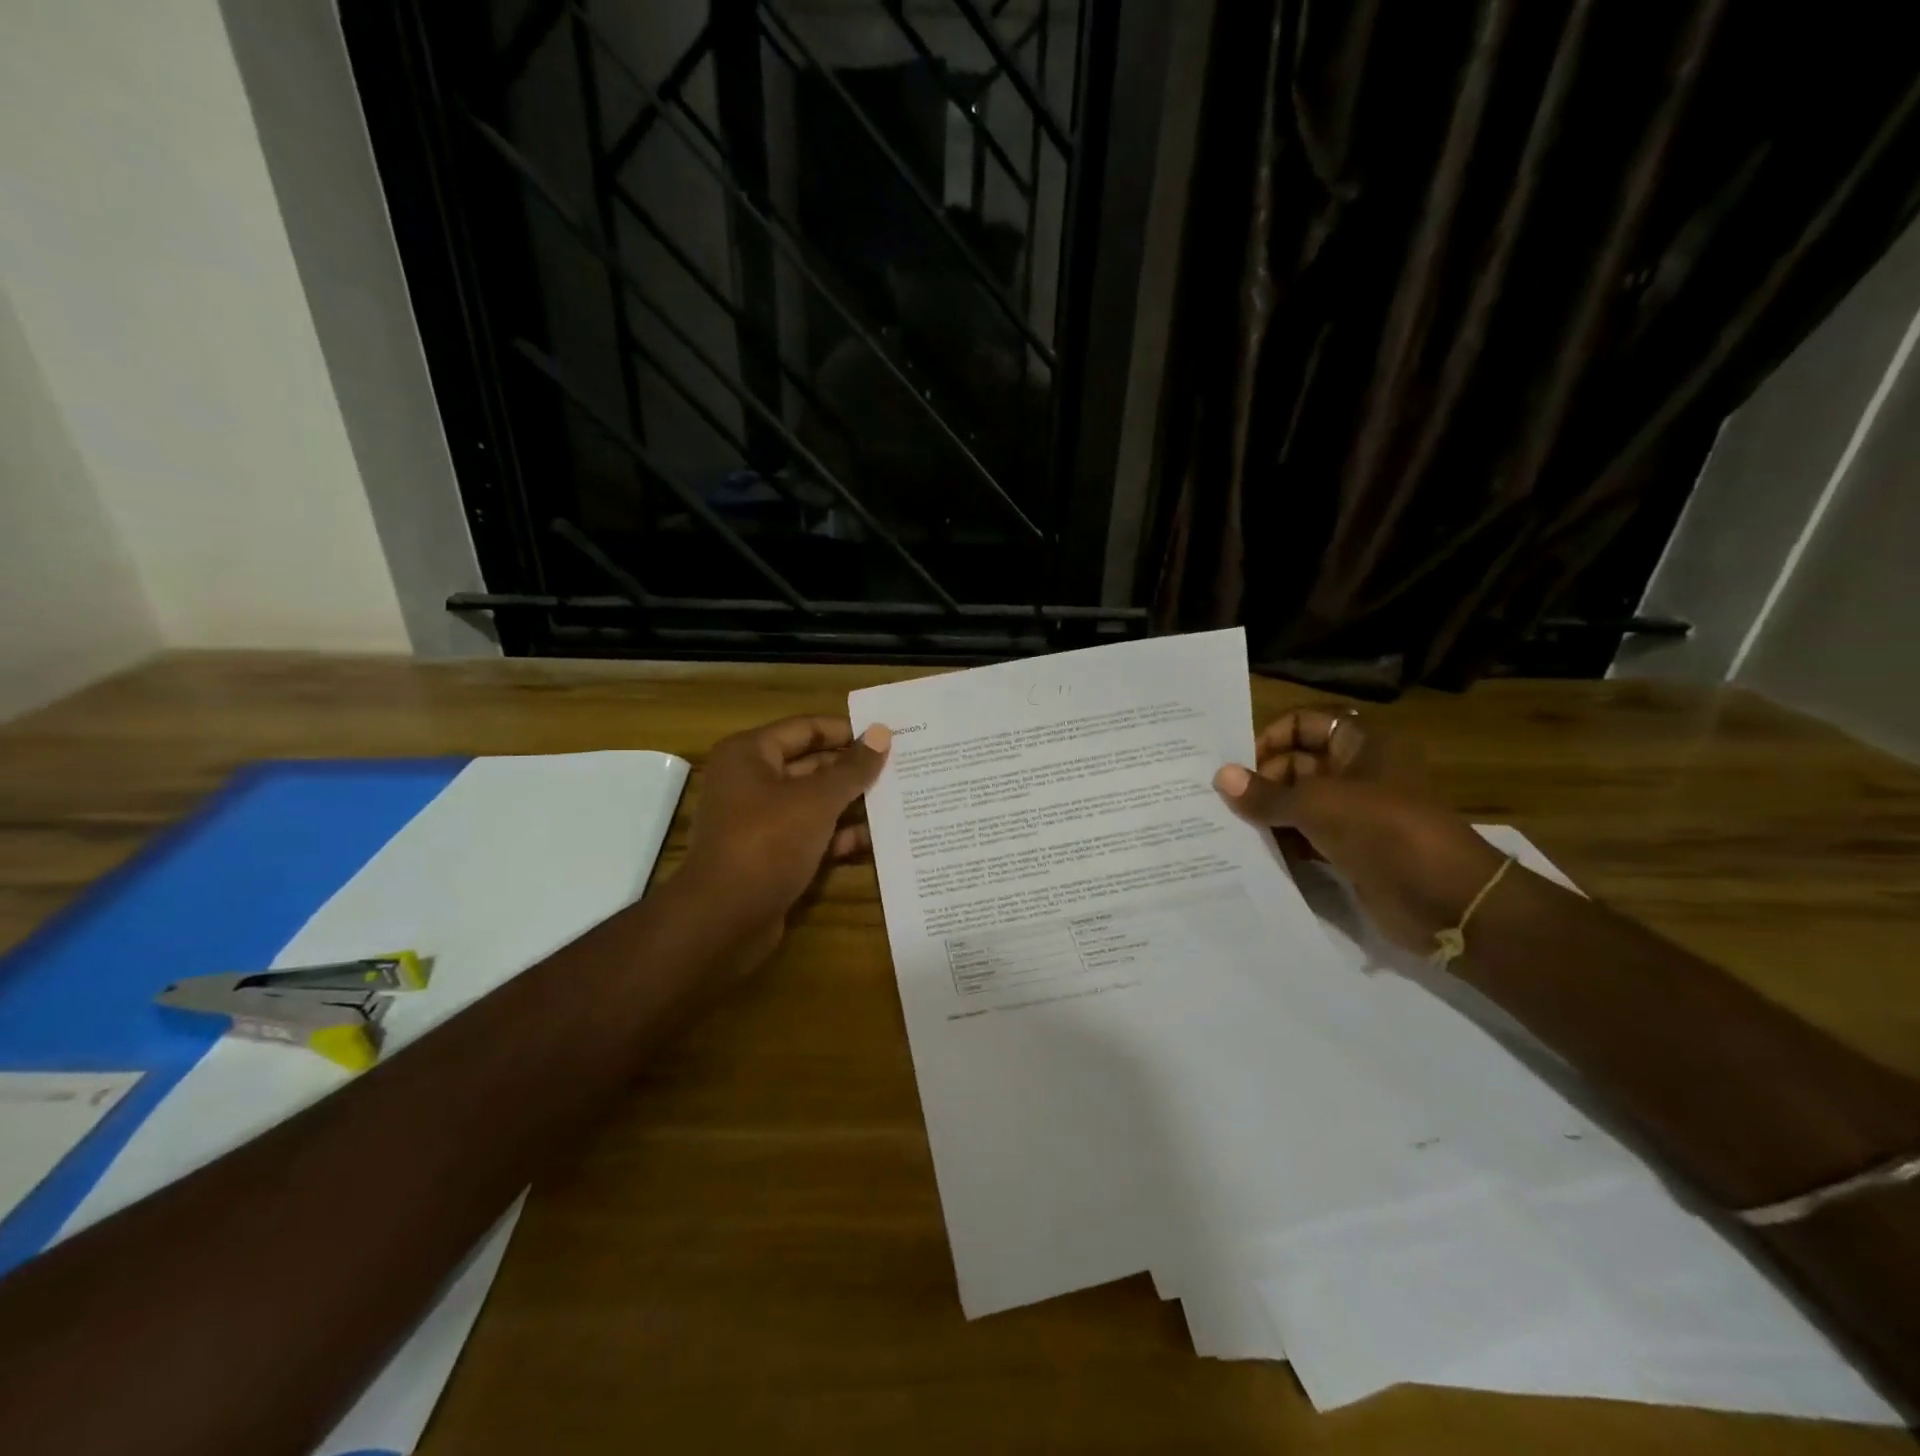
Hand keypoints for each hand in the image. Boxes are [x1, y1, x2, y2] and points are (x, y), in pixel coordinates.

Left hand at [678, 716, 890, 970]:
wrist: (724, 919)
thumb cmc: (767, 842)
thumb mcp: (817, 800)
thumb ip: (853, 768)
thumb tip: (882, 733)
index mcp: (750, 754)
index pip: (806, 728)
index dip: (847, 731)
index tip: (889, 737)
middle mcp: (751, 782)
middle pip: (812, 765)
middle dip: (854, 770)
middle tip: (901, 770)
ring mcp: (760, 821)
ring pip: (815, 803)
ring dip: (852, 804)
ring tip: (899, 802)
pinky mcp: (771, 855)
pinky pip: (812, 835)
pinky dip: (840, 836)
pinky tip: (878, 839)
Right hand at [1213, 709, 1505, 952]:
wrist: (1446, 900)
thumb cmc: (1383, 830)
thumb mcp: (1317, 805)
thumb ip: (1266, 794)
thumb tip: (1220, 777)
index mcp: (1363, 745)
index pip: (1306, 723)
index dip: (1272, 737)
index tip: (1238, 765)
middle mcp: (1359, 773)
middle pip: (1298, 763)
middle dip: (1262, 780)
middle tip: (1223, 801)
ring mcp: (1357, 813)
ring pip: (1299, 803)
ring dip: (1268, 813)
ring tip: (1228, 825)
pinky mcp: (1352, 850)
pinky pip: (1307, 837)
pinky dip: (1282, 841)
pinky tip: (1251, 851)